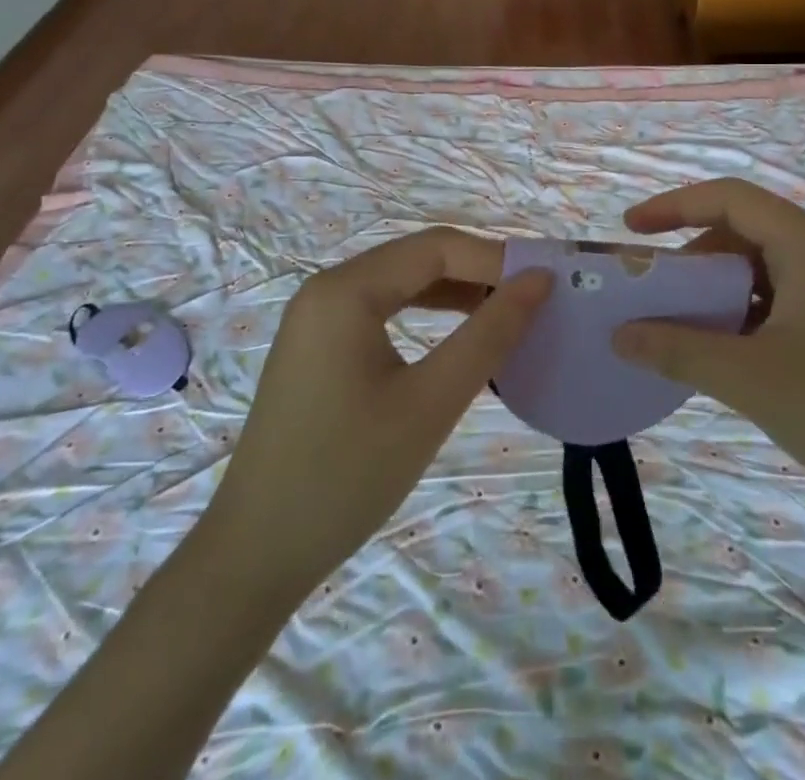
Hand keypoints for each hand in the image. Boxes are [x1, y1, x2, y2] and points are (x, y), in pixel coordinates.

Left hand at [205, 229, 550, 600]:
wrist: (255, 556)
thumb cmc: (347, 475)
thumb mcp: (431, 402)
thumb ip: (490, 334)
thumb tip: (540, 281)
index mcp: (346, 289)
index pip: (437, 247)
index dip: (496, 258)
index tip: (548, 284)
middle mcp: (328, 287)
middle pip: (419, 258)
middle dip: (479, 272)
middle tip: (535, 300)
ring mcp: (318, 316)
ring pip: (403, 282)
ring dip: (456, 292)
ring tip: (508, 314)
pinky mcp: (319, 345)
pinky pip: (384, 309)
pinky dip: (427, 314)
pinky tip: (459, 335)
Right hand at [611, 179, 804, 541]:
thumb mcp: (751, 380)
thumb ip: (678, 351)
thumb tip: (619, 335)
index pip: (730, 197)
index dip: (674, 205)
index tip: (631, 230)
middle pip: (744, 231)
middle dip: (692, 255)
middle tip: (653, 293)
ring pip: (761, 268)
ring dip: (716, 289)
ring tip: (681, 327)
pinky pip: (780, 300)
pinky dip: (743, 314)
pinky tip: (724, 353)